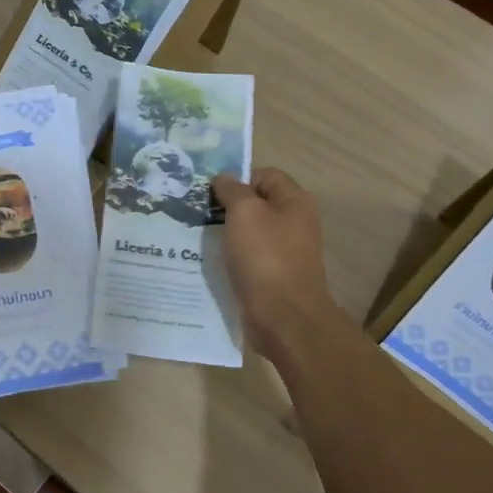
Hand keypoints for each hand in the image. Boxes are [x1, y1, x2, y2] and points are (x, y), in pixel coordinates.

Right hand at [211, 168, 339, 360]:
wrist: (284, 318)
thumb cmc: (266, 257)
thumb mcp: (245, 212)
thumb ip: (233, 190)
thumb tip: (224, 178)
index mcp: (295, 202)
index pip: (264, 175)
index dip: (238, 178)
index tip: (210, 192)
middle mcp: (294, 223)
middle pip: (257, 204)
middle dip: (227, 207)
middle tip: (198, 212)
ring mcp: (285, 252)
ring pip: (250, 232)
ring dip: (226, 234)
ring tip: (197, 236)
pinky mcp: (273, 277)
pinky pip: (248, 258)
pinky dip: (231, 258)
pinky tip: (208, 262)